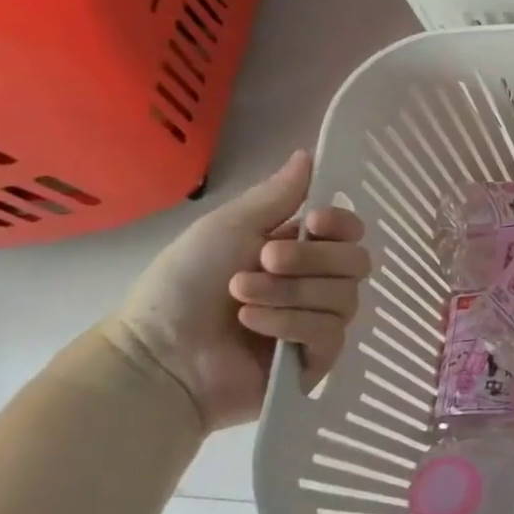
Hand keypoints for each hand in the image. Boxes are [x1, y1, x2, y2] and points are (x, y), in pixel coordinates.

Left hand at [104, 151, 369, 430]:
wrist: (158, 354)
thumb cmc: (184, 285)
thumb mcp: (229, 228)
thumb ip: (277, 195)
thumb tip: (309, 153)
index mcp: (302, 251)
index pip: (352, 233)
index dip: (342, 225)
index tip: (314, 221)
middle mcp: (319, 284)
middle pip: (356, 263)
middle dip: (309, 260)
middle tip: (263, 261)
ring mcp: (321, 322)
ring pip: (344, 298)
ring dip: (291, 293)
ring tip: (242, 299)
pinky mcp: (318, 359)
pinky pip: (330, 333)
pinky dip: (291, 324)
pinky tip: (255, 325)